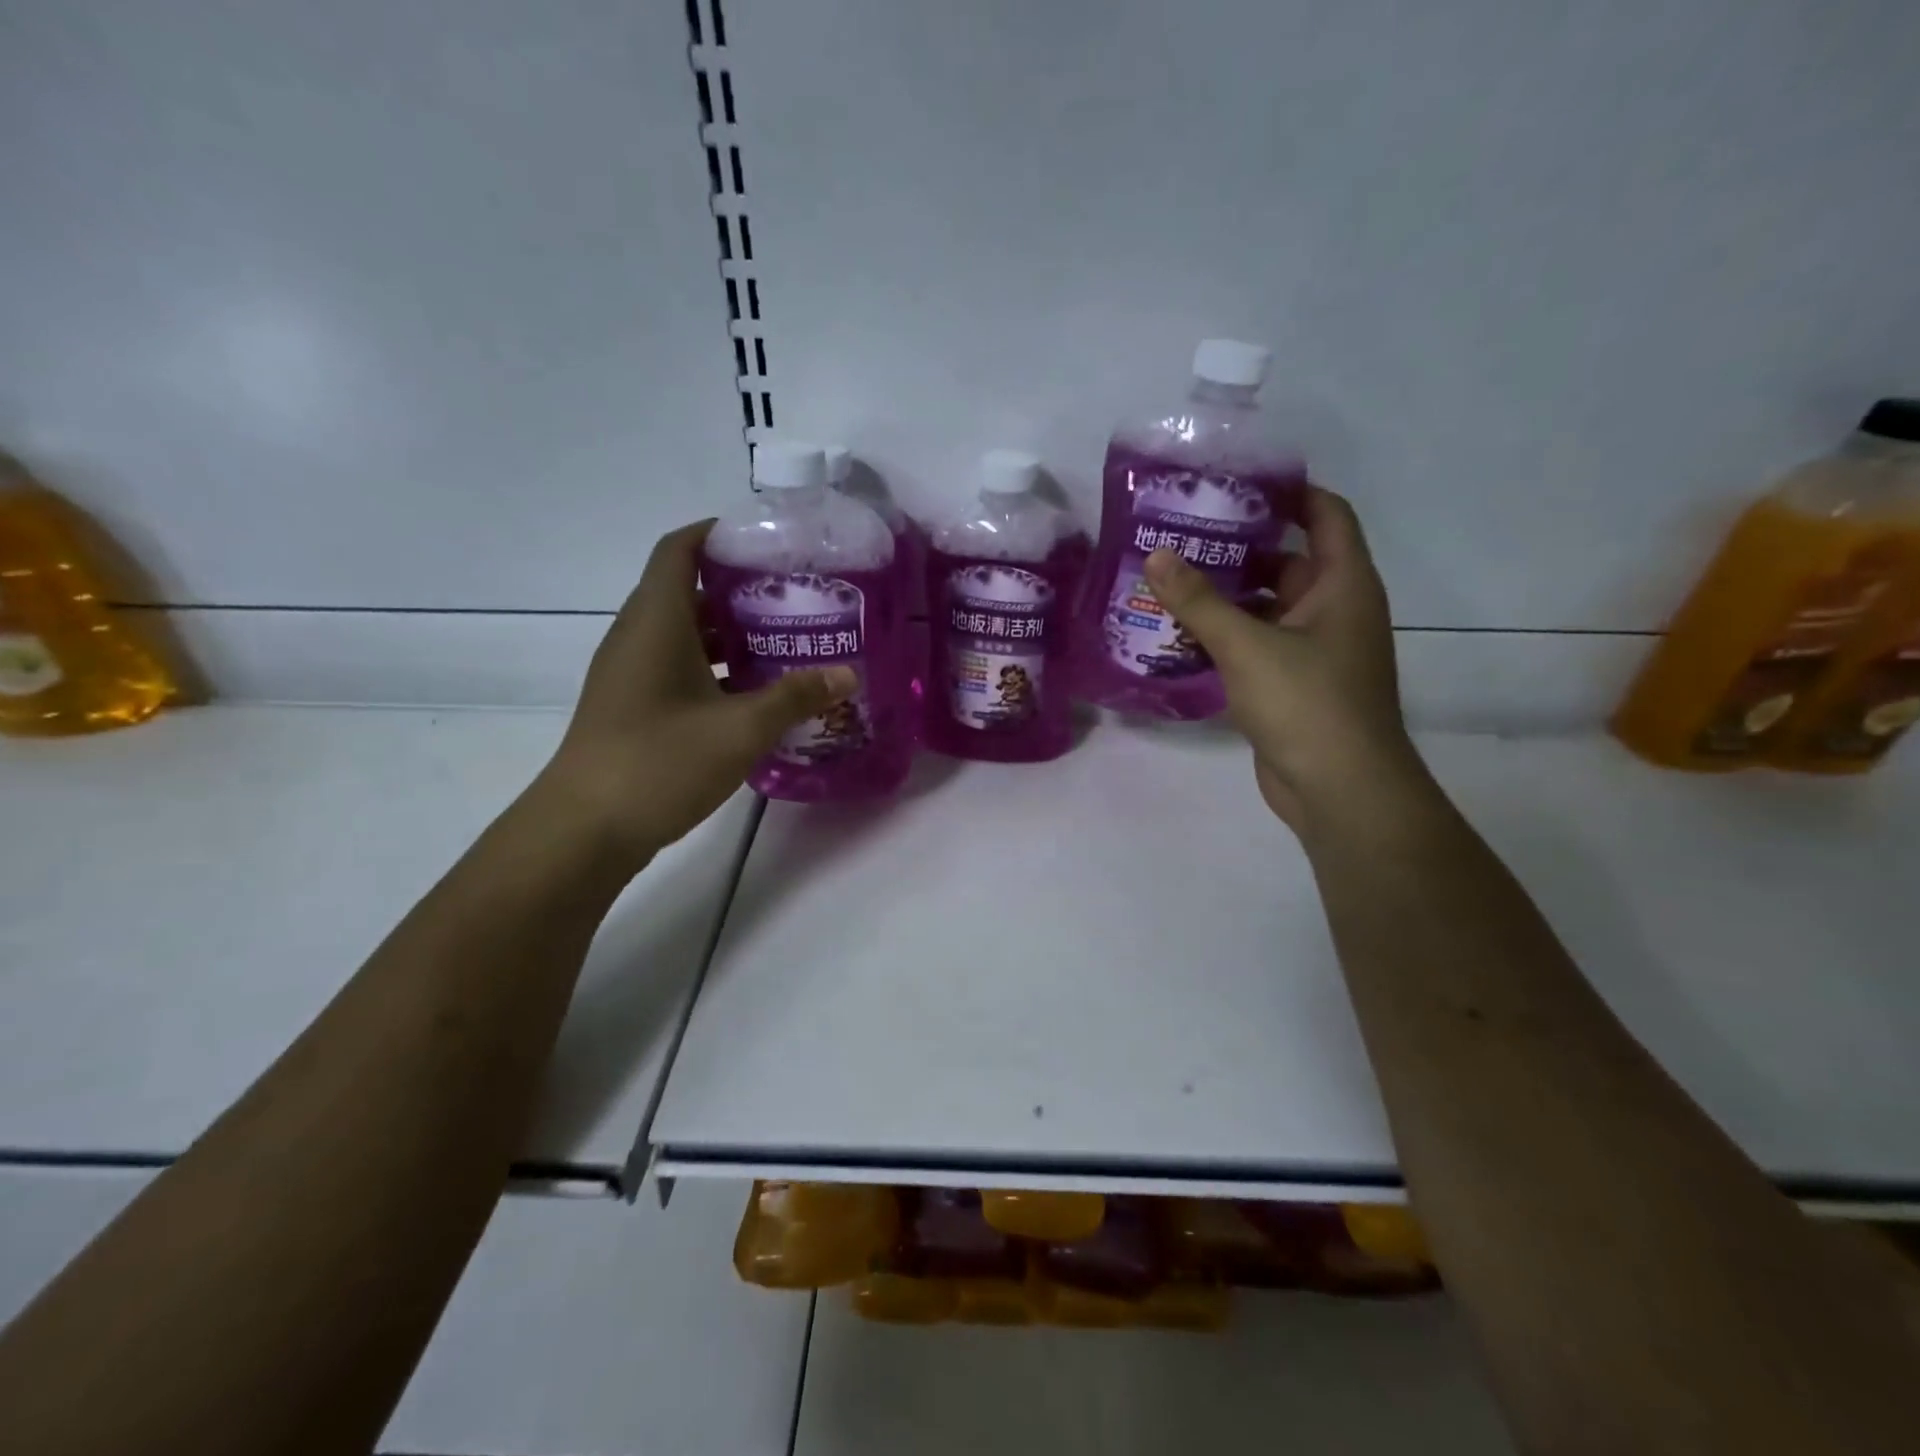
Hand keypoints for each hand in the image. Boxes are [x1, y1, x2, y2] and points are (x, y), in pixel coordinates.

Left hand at [533, 521, 854, 870]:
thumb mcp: (741, 728)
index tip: (765, 542)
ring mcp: (629, 674)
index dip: (717, 534)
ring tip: (783, 643)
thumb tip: (847, 674)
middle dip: (738, 590)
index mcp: (656, 621)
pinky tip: (752, 694)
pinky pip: (676, 667)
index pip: (679, 550)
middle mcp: (637, 636)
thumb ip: (796, 697)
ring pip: (683, 634)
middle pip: (686, 591)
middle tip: (792, 598)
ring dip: (729, 634)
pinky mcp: (631, 706)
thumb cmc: (660, 762)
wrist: (585, 830)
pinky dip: (713, 668)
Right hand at [1143, 487, 1418, 829]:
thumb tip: (1155, 556)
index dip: (1288, 492)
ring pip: (1268, 607)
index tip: (1235, 483)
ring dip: (1226, 597)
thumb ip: (1198, 600)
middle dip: (1238, 547)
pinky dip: (1226, 637)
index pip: (1325, 514)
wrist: (1340, 789)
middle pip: (1288, 560)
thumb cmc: (1307, 703)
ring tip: (1170, 581)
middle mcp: (1334, 610)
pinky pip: (1258, 645)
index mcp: (1343, 584)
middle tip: (1182, 534)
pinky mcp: (1293, 684)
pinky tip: (1180, 635)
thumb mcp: (1247, 645)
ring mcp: (1315, 650)